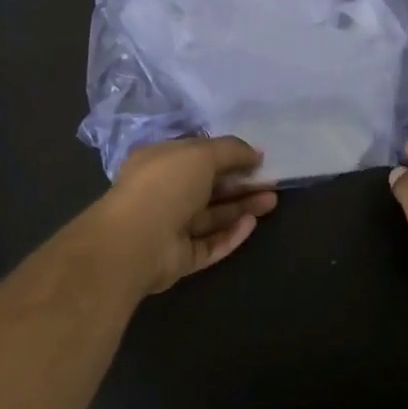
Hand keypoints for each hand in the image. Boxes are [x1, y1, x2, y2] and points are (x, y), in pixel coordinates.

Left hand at [97, 136, 278, 294]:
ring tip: (272, 200)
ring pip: (212, 216)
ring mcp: (170, 227)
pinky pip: (210, 243)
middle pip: (208, 187)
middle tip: (271, 181)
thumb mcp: (201, 154)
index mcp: (159, 162)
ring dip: (241, 207)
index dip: (226, 155)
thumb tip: (256, 152)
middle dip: (240, 183)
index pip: (197, 155)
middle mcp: (163, 192)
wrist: (135, 241)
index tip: (256, 157)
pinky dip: (231, 234)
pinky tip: (252, 224)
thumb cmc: (165, 184)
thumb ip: (231, 150)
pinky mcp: (179, 257)